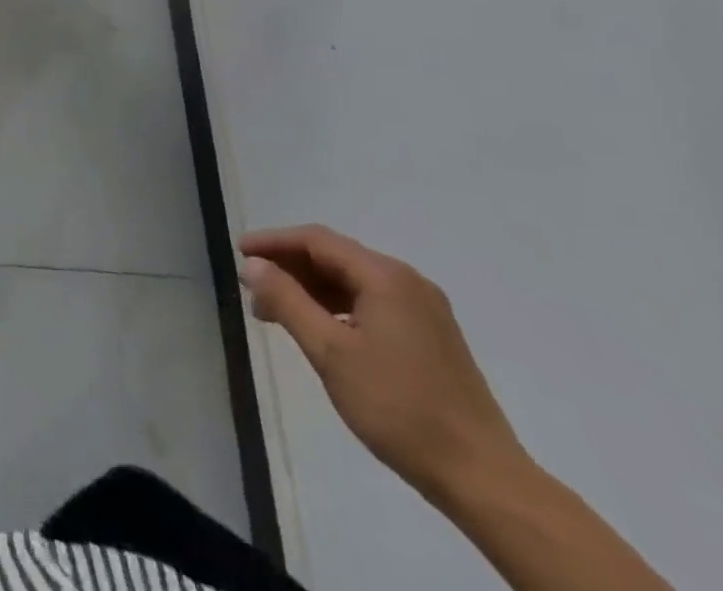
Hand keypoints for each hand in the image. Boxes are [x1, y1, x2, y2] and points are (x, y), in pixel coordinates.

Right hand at [239, 224, 525, 504]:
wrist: (484, 480)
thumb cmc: (400, 409)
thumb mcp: (330, 352)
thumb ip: (287, 300)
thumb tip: (252, 264)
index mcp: (386, 277)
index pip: (316, 240)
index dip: (273, 242)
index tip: (237, 253)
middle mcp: (408, 282)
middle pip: (335, 257)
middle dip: (290, 267)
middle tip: (253, 288)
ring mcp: (424, 310)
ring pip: (352, 281)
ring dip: (311, 289)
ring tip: (276, 312)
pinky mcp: (432, 336)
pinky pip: (371, 303)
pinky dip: (337, 307)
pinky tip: (319, 329)